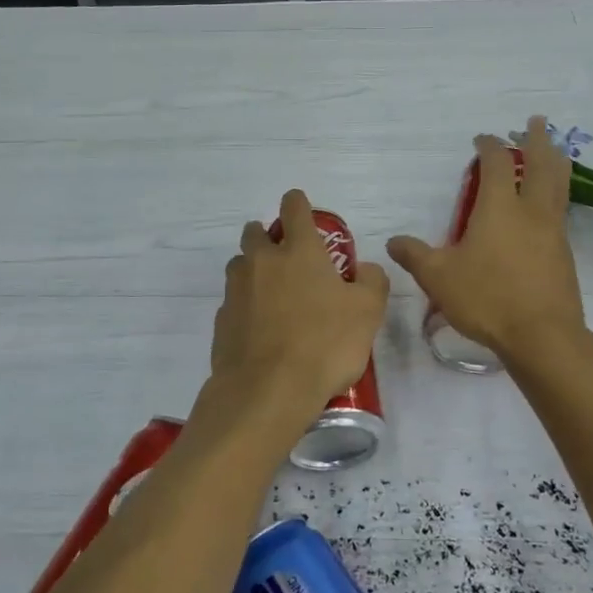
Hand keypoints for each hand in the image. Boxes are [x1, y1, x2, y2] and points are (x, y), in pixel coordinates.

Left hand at [212, 189, 390, 414]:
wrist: (267, 390)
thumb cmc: (325, 343)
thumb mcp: (368, 312)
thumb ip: (371, 281)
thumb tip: (363, 269)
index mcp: (299, 251)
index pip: (294, 208)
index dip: (298, 203)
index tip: (299, 205)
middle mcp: (262, 262)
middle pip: (255, 232)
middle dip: (267, 235)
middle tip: (285, 254)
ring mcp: (236, 290)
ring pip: (239, 265)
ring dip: (253, 269)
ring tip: (272, 293)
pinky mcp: (222, 321)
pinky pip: (233, 301)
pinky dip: (245, 306)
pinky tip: (260, 328)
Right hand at [388, 117, 586, 362]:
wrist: (543, 336)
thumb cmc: (487, 299)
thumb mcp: (438, 277)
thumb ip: (415, 255)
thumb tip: (393, 242)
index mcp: (499, 208)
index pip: (497, 163)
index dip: (490, 146)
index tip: (482, 139)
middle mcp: (531, 211)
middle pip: (541, 164)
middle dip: (537, 140)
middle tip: (536, 121)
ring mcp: (553, 232)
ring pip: (559, 185)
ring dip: (555, 162)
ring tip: (555, 151)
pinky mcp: (564, 254)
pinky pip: (561, 211)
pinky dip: (557, 194)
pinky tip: (550, 205)